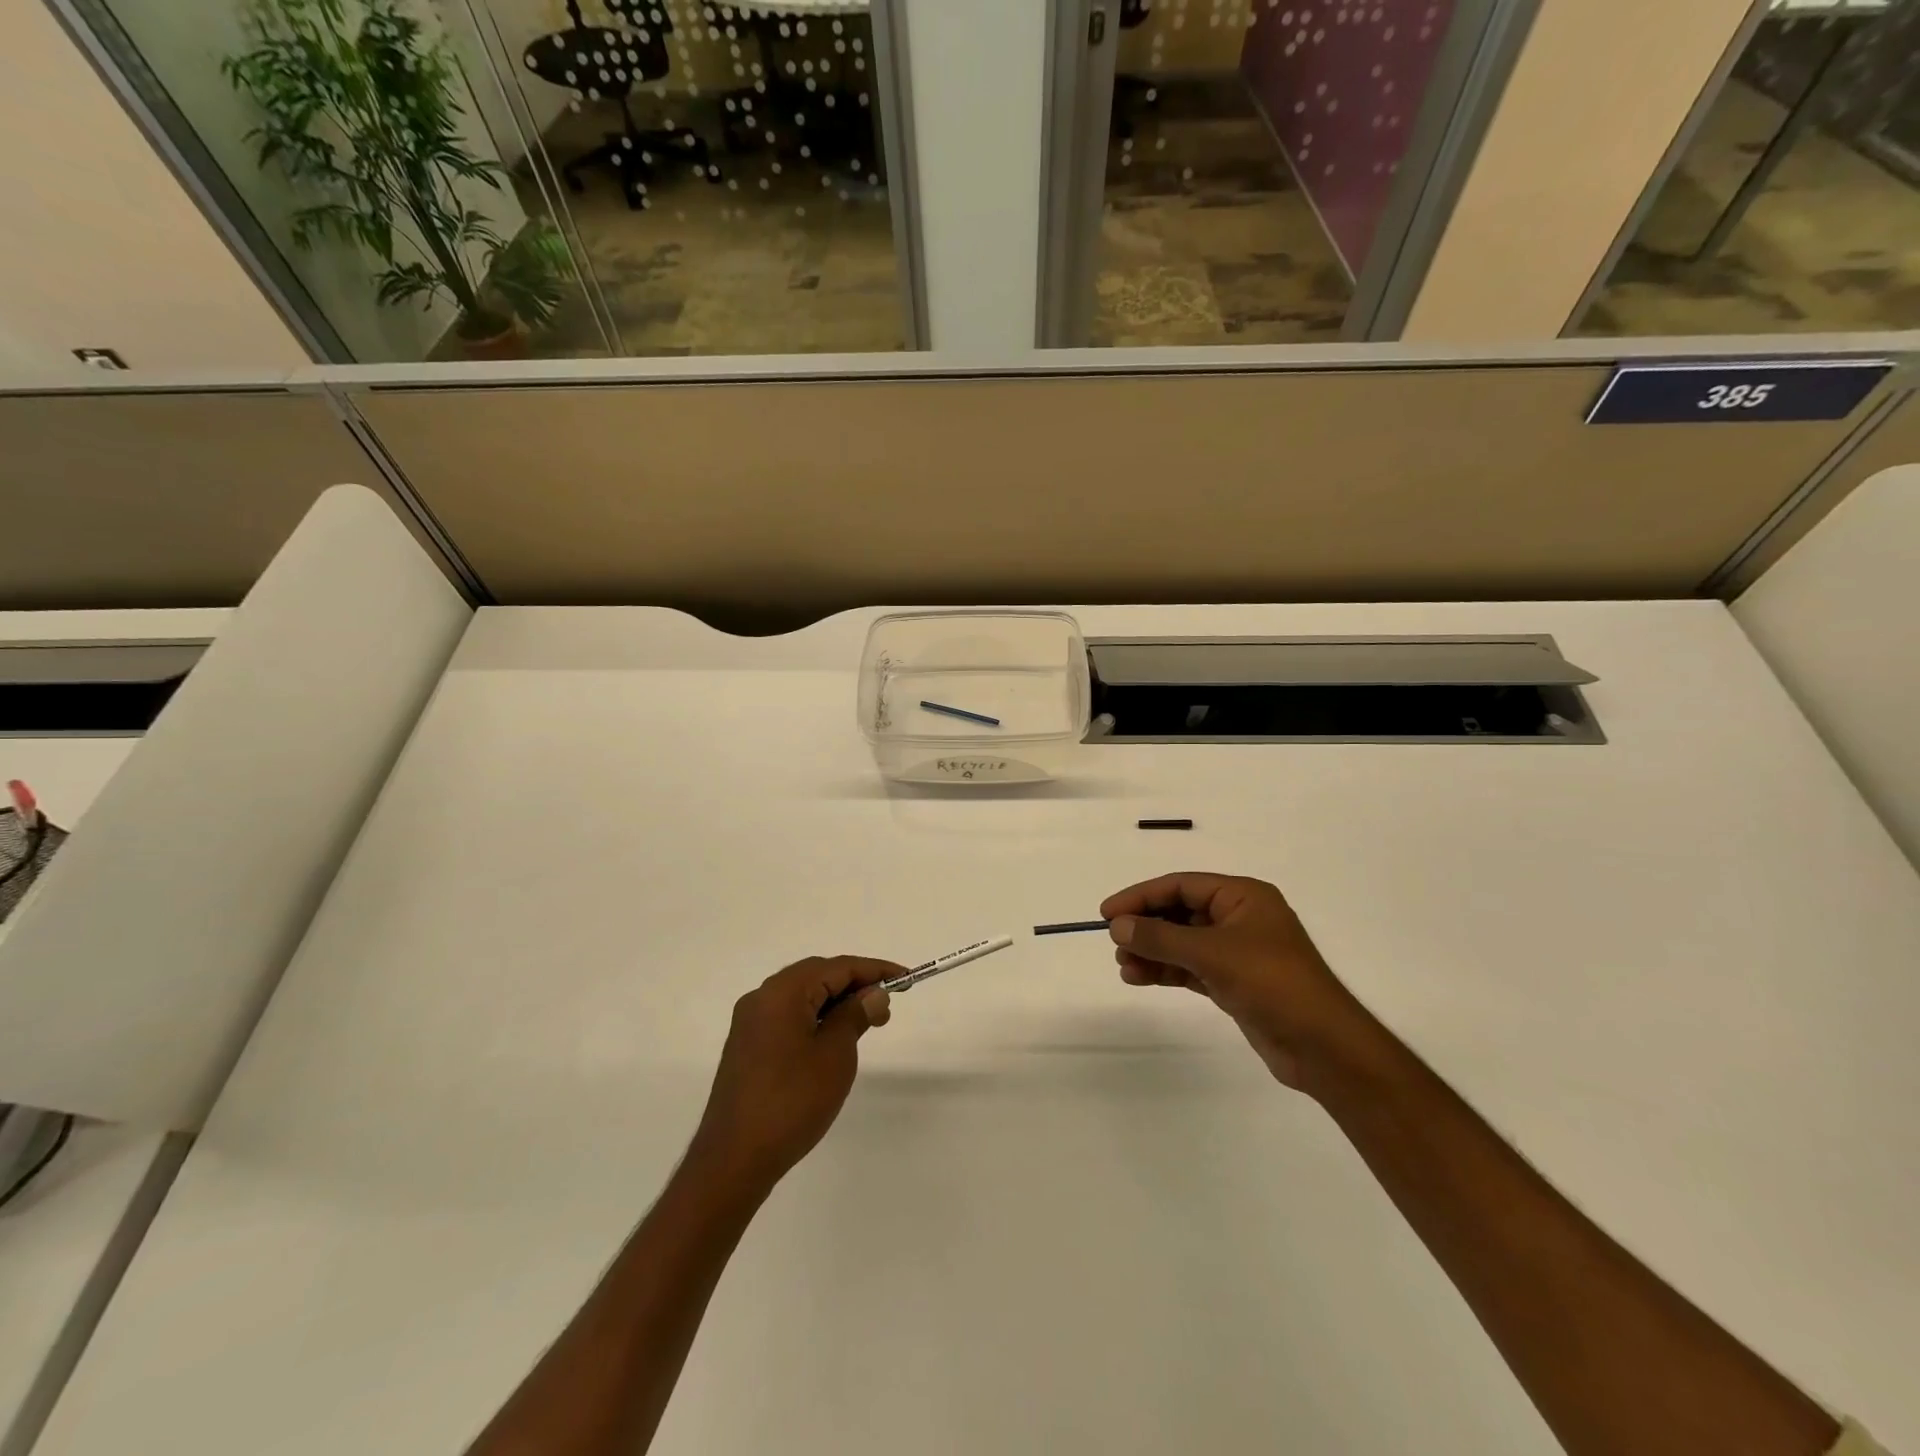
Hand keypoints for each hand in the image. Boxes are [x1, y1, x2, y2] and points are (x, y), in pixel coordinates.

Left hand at [689, 956, 897, 1193]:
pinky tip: (834, 1039)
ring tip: (867, 1023)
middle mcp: (762, 998)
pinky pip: (788, 1017)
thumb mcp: (835, 1055)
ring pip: (802, 997)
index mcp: (782, 992)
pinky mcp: (747, 1047)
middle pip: (817, 976)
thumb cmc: (792, 1101)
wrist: (734, 1159)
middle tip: (887, 1006)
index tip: (906, 977)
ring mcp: (750, 1023)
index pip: (837, 967)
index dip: (875, 970)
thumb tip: (873, 994)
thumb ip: (855, 1015)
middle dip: (855, 985)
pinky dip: (816, 1018)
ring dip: (836, 1002)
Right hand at [1102, 873, 1382, 1094]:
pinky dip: (1166, 970)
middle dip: (1146, 927)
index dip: (1141, 896)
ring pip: (1183, 942)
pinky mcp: (1235, 983)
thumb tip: (1117, 926)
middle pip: (1180, 912)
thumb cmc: (1271, 983)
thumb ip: (1160, 938)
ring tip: (1123, 966)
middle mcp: (1240, 918)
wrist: (1323, 1046)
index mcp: (1243, 896)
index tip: (1108, 913)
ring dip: (1152, 951)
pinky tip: (1140, 977)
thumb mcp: (1211, 953)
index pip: (1181, 885)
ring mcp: (1238, 952)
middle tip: (1114, 942)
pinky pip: (1191, 967)